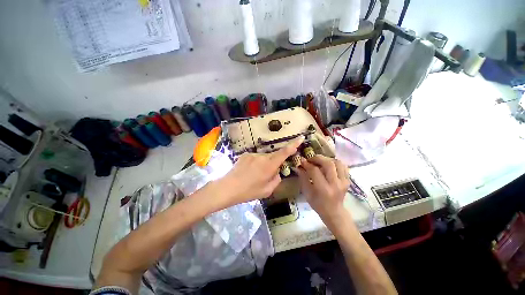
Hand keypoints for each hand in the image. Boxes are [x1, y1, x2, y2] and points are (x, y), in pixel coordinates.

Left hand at [218, 138, 302, 206]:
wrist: (228, 188)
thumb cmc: (249, 191)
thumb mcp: (267, 190)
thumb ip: (276, 179)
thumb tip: (277, 172)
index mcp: (269, 165)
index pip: (284, 153)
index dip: (293, 145)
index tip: (300, 138)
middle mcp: (262, 157)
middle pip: (273, 156)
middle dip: (274, 163)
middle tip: (266, 175)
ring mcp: (252, 154)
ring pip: (263, 158)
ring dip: (263, 164)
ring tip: (254, 175)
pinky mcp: (245, 154)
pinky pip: (255, 158)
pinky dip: (255, 164)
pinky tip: (248, 172)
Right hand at [295, 155, 349, 224]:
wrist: (334, 212)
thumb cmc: (318, 204)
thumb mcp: (307, 192)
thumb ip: (303, 178)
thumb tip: (298, 166)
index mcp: (324, 189)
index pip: (315, 171)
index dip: (307, 164)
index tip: (302, 161)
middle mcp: (335, 184)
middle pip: (328, 164)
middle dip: (317, 158)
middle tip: (310, 159)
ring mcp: (344, 182)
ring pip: (337, 162)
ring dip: (327, 159)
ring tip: (319, 161)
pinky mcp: (348, 180)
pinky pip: (343, 166)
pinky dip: (334, 162)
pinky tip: (328, 164)